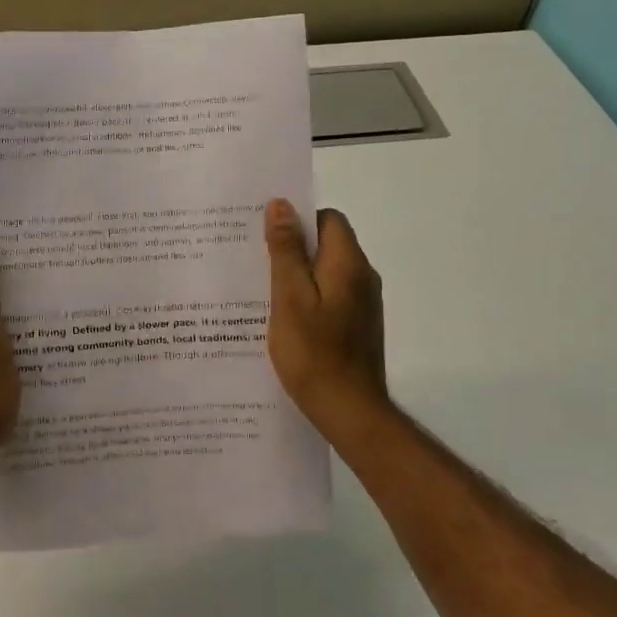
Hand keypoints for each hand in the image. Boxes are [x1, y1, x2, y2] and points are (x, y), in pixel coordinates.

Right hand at [265, 199, 390, 436]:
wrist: (349, 411)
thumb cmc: (314, 352)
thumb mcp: (290, 297)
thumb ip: (286, 251)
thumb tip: (282, 205)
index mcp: (348, 263)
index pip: (328, 219)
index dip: (297, 219)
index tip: (264, 233)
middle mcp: (362, 277)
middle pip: (327, 244)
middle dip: (292, 246)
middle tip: (254, 259)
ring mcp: (362, 303)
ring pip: (326, 271)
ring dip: (297, 273)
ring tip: (260, 288)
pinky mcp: (356, 325)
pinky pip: (329, 295)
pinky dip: (307, 297)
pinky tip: (281, 316)